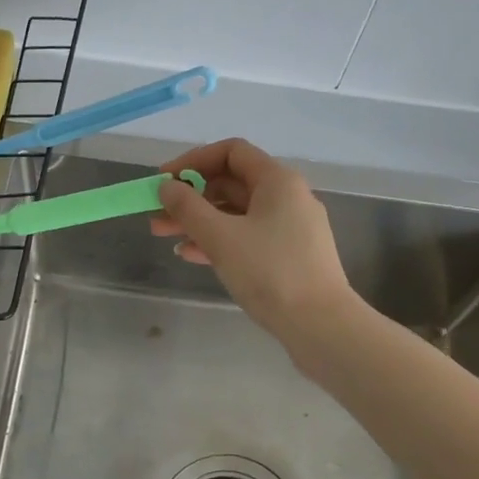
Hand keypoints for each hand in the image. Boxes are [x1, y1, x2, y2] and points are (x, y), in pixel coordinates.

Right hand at [149, 139, 355, 335]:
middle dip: (191, 196)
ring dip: (200, 220)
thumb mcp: (221, 237)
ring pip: (237, 213)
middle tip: (157, 213)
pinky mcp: (291, 255)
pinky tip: (191, 255)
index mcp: (278, 180)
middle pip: (232, 183)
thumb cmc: (270, 272)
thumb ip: (188, 207)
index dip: (194, 161)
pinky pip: (248, 236)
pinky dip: (220, 240)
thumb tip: (167, 187)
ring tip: (163, 235)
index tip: (165, 181)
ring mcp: (291, 227)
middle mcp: (288, 196)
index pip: (231, 151)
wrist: (322, 326)